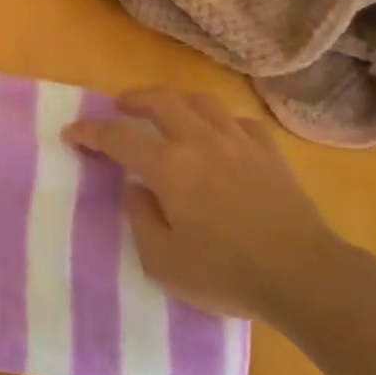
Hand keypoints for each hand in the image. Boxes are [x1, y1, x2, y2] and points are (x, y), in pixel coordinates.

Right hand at [61, 88, 350, 325]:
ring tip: (166, 110)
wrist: (303, 276)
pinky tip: (219, 134)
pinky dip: (220, 121)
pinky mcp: (270, 153)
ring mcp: (240, 143)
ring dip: (175, 100)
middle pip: (161, 101)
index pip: (119, 136)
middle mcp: (201, 142)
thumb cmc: (226, 273)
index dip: (91, 132)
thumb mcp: (163, 260)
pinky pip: (239, 122)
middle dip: (133, 99)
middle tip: (119, 106)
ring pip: (202, 102)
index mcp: (169, 167)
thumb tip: (136, 188)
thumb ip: (141, 218)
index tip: (72, 133)